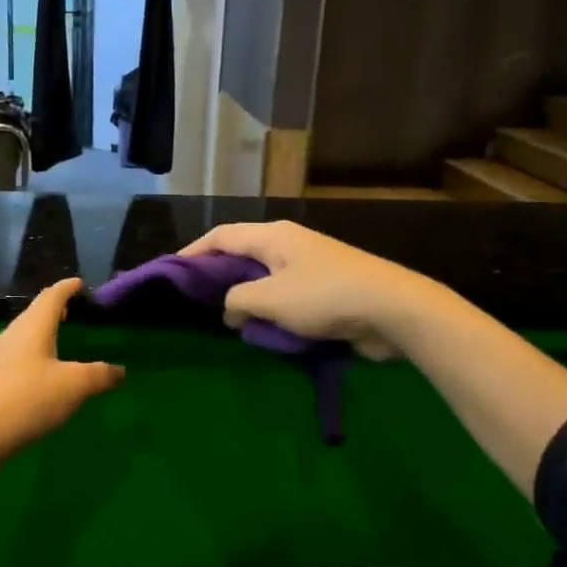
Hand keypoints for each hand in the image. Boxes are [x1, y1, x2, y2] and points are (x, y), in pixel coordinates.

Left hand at [0, 279, 123, 459]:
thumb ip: (100, 375)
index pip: (52, 296)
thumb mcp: (74, 386)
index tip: (80, 284)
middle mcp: (11, 336)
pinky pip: (14, 360)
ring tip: (60, 345)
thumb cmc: (26, 400)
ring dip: (41, 336)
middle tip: (74, 313)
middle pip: (34, 315)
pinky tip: (40, 378)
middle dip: (54, 311)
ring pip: (22, 338)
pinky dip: (32, 359)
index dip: (68, 288)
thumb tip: (120, 370)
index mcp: (32, 327)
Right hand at [179, 221, 433, 361]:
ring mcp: (310, 265)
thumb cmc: (325, 297)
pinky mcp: (326, 288)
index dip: (193, 252)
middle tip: (198, 301)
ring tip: (228, 320)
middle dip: (219, 277)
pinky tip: (265, 330)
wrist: (394, 309)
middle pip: (242, 255)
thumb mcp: (269, 300)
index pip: (221, 236)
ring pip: (265, 278)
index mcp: (272, 236)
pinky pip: (286, 295)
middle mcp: (289, 243)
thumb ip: (237, 302)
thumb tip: (231, 311)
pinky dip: (271, 310)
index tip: (172, 272)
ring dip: (247, 298)